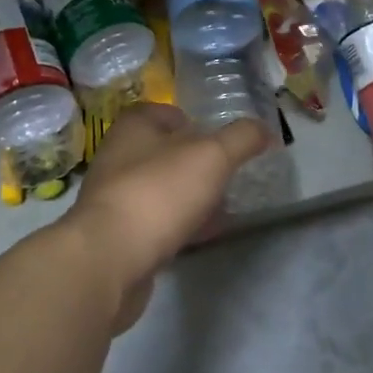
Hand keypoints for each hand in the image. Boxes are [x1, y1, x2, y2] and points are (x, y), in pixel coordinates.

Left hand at [61, 103, 272, 331]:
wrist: (107, 261)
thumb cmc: (158, 193)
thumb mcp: (212, 156)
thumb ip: (241, 138)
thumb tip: (264, 129)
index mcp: (134, 125)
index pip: (166, 112)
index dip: (193, 122)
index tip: (219, 141)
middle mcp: (118, 155)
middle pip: (163, 151)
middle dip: (195, 162)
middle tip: (226, 176)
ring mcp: (113, 197)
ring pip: (159, 188)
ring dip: (187, 196)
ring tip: (221, 207)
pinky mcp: (115, 236)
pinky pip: (153, 223)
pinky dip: (177, 225)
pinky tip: (200, 236)